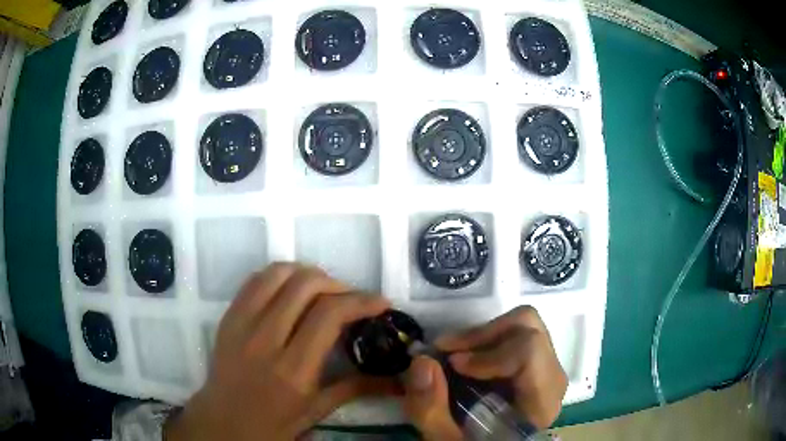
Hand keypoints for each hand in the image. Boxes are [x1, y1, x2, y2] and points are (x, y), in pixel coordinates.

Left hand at [165, 263, 395, 440]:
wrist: (224, 421)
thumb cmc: (274, 423)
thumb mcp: (317, 411)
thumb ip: (356, 388)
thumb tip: (394, 379)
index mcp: (293, 370)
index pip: (329, 315)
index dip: (360, 300)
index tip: (380, 302)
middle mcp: (265, 340)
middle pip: (305, 285)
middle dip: (338, 283)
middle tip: (351, 298)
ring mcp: (242, 324)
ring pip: (278, 274)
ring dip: (308, 274)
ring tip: (323, 290)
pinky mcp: (228, 316)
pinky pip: (255, 280)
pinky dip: (280, 276)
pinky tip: (292, 290)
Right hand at [401, 306, 566, 439]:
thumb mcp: (447, 440)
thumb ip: (431, 409)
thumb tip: (422, 361)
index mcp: (540, 402)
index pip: (529, 352)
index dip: (488, 353)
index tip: (452, 364)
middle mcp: (551, 379)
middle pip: (528, 328)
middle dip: (482, 335)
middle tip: (447, 351)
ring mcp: (545, 369)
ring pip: (522, 325)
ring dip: (482, 336)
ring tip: (453, 355)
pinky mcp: (535, 365)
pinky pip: (516, 335)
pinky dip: (486, 341)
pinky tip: (465, 362)